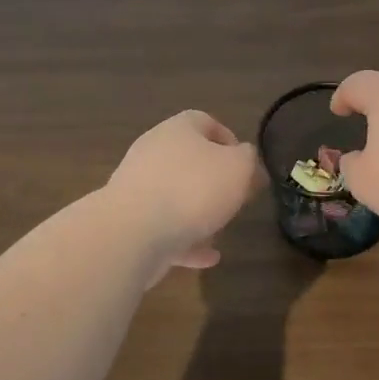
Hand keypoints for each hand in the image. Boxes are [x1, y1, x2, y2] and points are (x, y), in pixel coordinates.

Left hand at [104, 110, 260, 276]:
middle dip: (213, 180)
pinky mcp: (130, 222)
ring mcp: (137, 188)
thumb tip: (245, 159)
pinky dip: (186, 242)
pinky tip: (207, 258)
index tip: (246, 165)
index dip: (228, 139)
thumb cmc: (193, 189)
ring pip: (174, 196)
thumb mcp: (238, 167)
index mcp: (177, 130)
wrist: (134, 232)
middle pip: (187, 160)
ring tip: (221, 231)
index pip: (204, 121)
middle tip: (235, 198)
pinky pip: (164, 229)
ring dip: (198, 213)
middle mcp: (152, 153)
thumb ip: (248, 159)